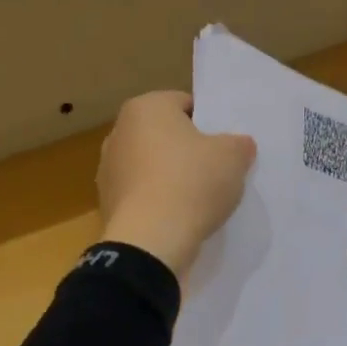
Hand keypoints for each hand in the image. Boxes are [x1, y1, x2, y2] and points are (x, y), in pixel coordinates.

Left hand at [98, 91, 256, 277]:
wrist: (151, 242)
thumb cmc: (192, 182)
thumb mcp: (234, 156)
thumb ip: (239, 143)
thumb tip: (239, 145)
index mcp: (145, 108)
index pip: (185, 103)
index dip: (210, 122)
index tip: (226, 145)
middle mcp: (119, 132)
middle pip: (167, 135)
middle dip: (190, 149)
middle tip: (218, 169)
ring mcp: (109, 169)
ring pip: (153, 165)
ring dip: (173, 176)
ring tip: (201, 198)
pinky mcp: (107, 203)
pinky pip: (143, 193)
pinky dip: (160, 200)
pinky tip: (180, 217)